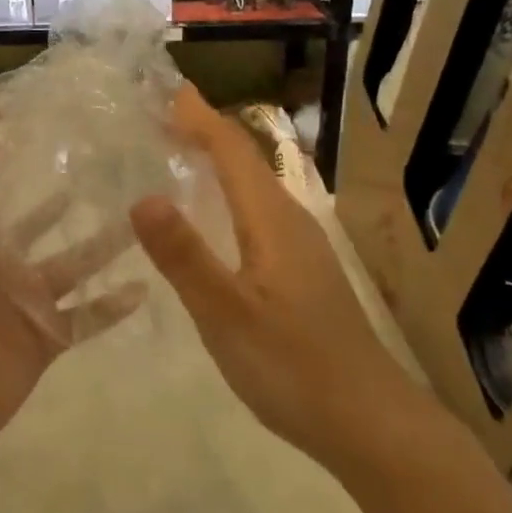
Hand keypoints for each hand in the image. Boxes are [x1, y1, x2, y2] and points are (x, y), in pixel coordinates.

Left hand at [0, 118, 144, 472]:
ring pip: (73, 268)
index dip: (24, 163)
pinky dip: (112, 305)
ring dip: (104, 247)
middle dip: (74, 203)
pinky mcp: (45, 342)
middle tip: (119, 171)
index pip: (0, 192)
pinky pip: (84, 317)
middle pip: (45, 228)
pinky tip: (146, 285)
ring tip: (144, 218)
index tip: (61, 130)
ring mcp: (24, 305)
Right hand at [130, 86, 429, 471]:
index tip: (166, 89)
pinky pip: (255, 213)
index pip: (232, 150)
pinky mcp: (301, 273)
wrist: (370, 423)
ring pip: (252, 187)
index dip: (199, 117)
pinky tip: (210, 218)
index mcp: (272, 220)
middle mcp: (289, 222)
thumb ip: (184, 257)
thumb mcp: (227, 314)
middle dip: (203, 131)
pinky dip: (226, 195)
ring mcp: (300, 248)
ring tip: (176, 152)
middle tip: (158, 115)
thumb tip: (141, 196)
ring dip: (216, 162)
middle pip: (244, 160)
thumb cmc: (294, 367)